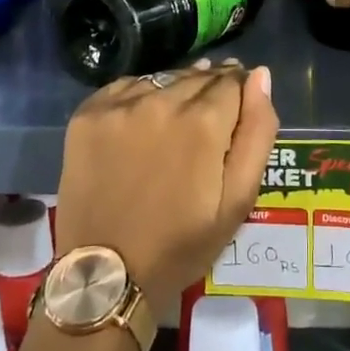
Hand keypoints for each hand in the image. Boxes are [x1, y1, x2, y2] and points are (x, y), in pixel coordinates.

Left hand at [55, 60, 279, 314]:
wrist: (105, 274)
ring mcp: (121, 104)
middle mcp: (162, 100)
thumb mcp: (238, 200)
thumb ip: (256, 132)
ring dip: (176, 92)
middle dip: (210, 92)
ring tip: (175, 124)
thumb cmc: (180, 244)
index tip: (235, 112)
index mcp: (204, 121)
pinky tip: (141, 125)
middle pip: (198, 76)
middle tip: (207, 124)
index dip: (239, 94)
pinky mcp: (89, 112)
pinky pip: (127, 88)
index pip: (232, 81)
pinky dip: (140, 98)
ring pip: (163, 79)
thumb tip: (260, 76)